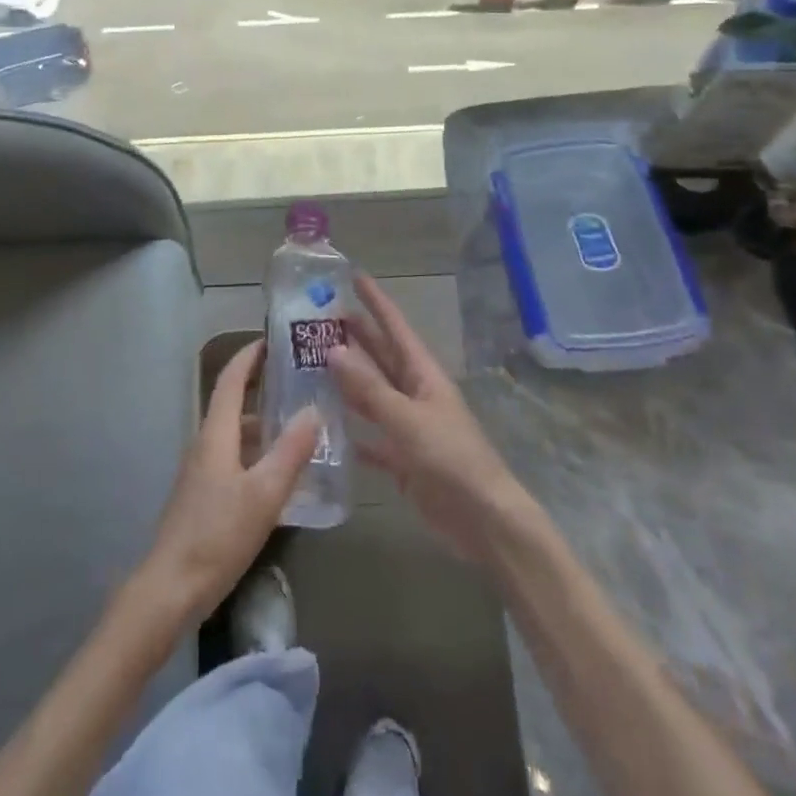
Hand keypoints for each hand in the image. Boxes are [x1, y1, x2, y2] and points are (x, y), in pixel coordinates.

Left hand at [139, 340, 318, 622]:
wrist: (170, 588)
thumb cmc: (217, 534)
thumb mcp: (264, 494)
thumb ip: (290, 451)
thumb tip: (314, 410)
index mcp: (216, 434)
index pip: (231, 379)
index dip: (249, 356)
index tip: (273, 340)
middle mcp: (205, 444)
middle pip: (232, 403)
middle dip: (261, 386)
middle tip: (297, 381)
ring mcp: (201, 471)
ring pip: (234, 433)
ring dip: (261, 421)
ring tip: (297, 423)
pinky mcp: (203, 495)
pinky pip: (233, 457)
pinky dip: (256, 450)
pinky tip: (279, 471)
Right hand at [331, 275, 537, 566]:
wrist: (482, 519)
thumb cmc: (450, 459)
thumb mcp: (407, 419)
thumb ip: (370, 388)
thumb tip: (334, 349)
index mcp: (423, 374)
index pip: (395, 327)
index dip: (376, 301)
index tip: (353, 276)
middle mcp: (415, 392)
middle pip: (381, 356)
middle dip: (356, 335)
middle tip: (320, 317)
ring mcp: (409, 425)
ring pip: (372, 394)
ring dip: (348, 379)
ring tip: (313, 362)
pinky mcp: (403, 458)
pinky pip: (372, 436)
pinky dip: (352, 430)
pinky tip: (327, 427)